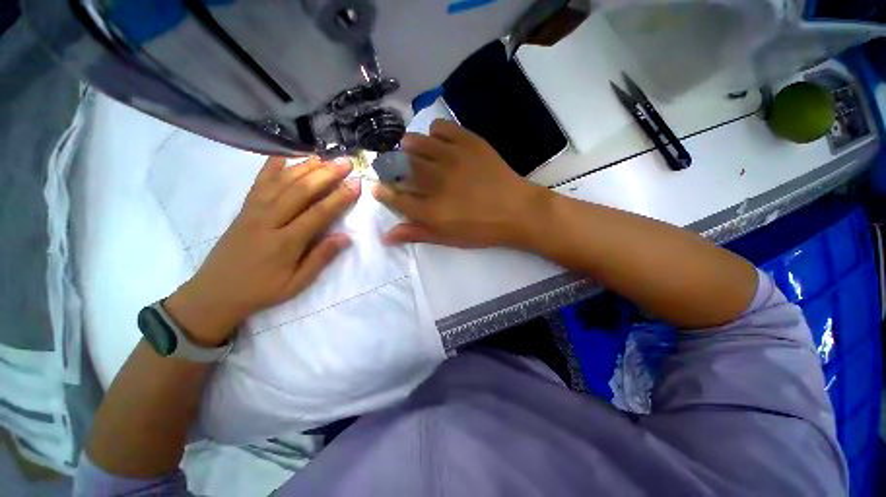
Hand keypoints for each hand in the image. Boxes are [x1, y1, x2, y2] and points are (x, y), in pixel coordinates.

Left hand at [164, 156, 359, 345]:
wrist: (215, 292)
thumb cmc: (261, 290)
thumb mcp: (296, 283)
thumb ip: (321, 258)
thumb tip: (345, 237)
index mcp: (285, 243)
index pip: (318, 214)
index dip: (339, 198)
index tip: (356, 184)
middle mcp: (268, 220)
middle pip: (300, 191)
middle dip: (326, 174)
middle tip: (346, 162)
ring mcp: (253, 211)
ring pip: (281, 182)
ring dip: (305, 167)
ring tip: (325, 157)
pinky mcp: (244, 208)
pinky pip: (258, 182)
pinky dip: (271, 166)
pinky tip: (284, 155)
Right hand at [373, 119, 550, 248]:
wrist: (517, 210)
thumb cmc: (482, 229)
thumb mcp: (448, 238)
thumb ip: (416, 234)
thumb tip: (385, 236)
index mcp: (431, 209)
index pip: (395, 197)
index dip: (383, 191)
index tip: (378, 186)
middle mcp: (436, 181)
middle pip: (402, 167)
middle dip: (394, 167)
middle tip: (399, 169)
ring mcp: (452, 158)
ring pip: (417, 143)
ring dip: (409, 147)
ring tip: (414, 152)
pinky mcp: (469, 142)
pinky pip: (442, 127)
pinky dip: (435, 132)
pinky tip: (438, 142)